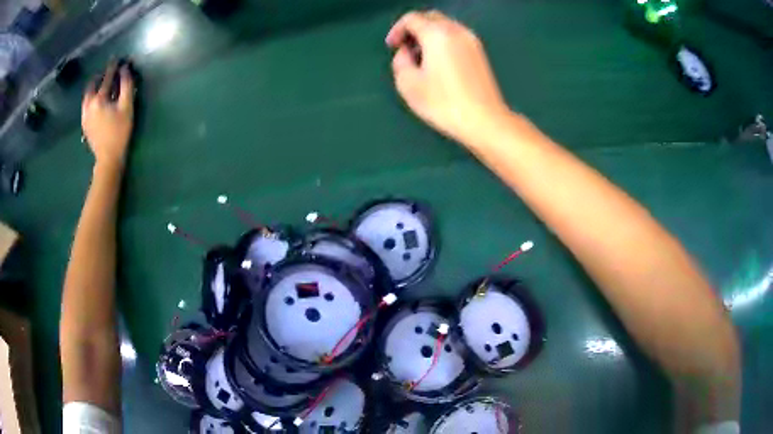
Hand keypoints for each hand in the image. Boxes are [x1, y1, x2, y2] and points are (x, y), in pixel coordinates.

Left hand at [81, 62, 134, 169]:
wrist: (108, 158)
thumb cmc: (119, 132)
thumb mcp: (127, 107)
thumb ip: (126, 86)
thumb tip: (125, 69)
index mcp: (99, 99)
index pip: (106, 78)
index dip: (112, 67)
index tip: (116, 58)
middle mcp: (88, 105)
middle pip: (92, 85)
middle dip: (99, 77)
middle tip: (106, 73)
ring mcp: (84, 116)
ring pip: (87, 96)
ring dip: (93, 88)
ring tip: (100, 85)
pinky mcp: (84, 124)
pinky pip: (86, 105)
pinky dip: (91, 98)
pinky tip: (96, 100)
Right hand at [386, 11, 507, 144]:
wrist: (484, 120)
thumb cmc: (443, 103)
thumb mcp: (408, 83)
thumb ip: (400, 60)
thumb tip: (407, 52)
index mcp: (437, 34)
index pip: (412, 18)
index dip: (397, 30)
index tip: (392, 46)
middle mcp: (456, 30)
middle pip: (430, 17)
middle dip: (414, 29)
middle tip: (405, 48)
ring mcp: (471, 40)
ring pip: (445, 26)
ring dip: (429, 35)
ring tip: (422, 58)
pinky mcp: (480, 52)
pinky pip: (456, 36)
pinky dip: (443, 41)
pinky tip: (439, 63)